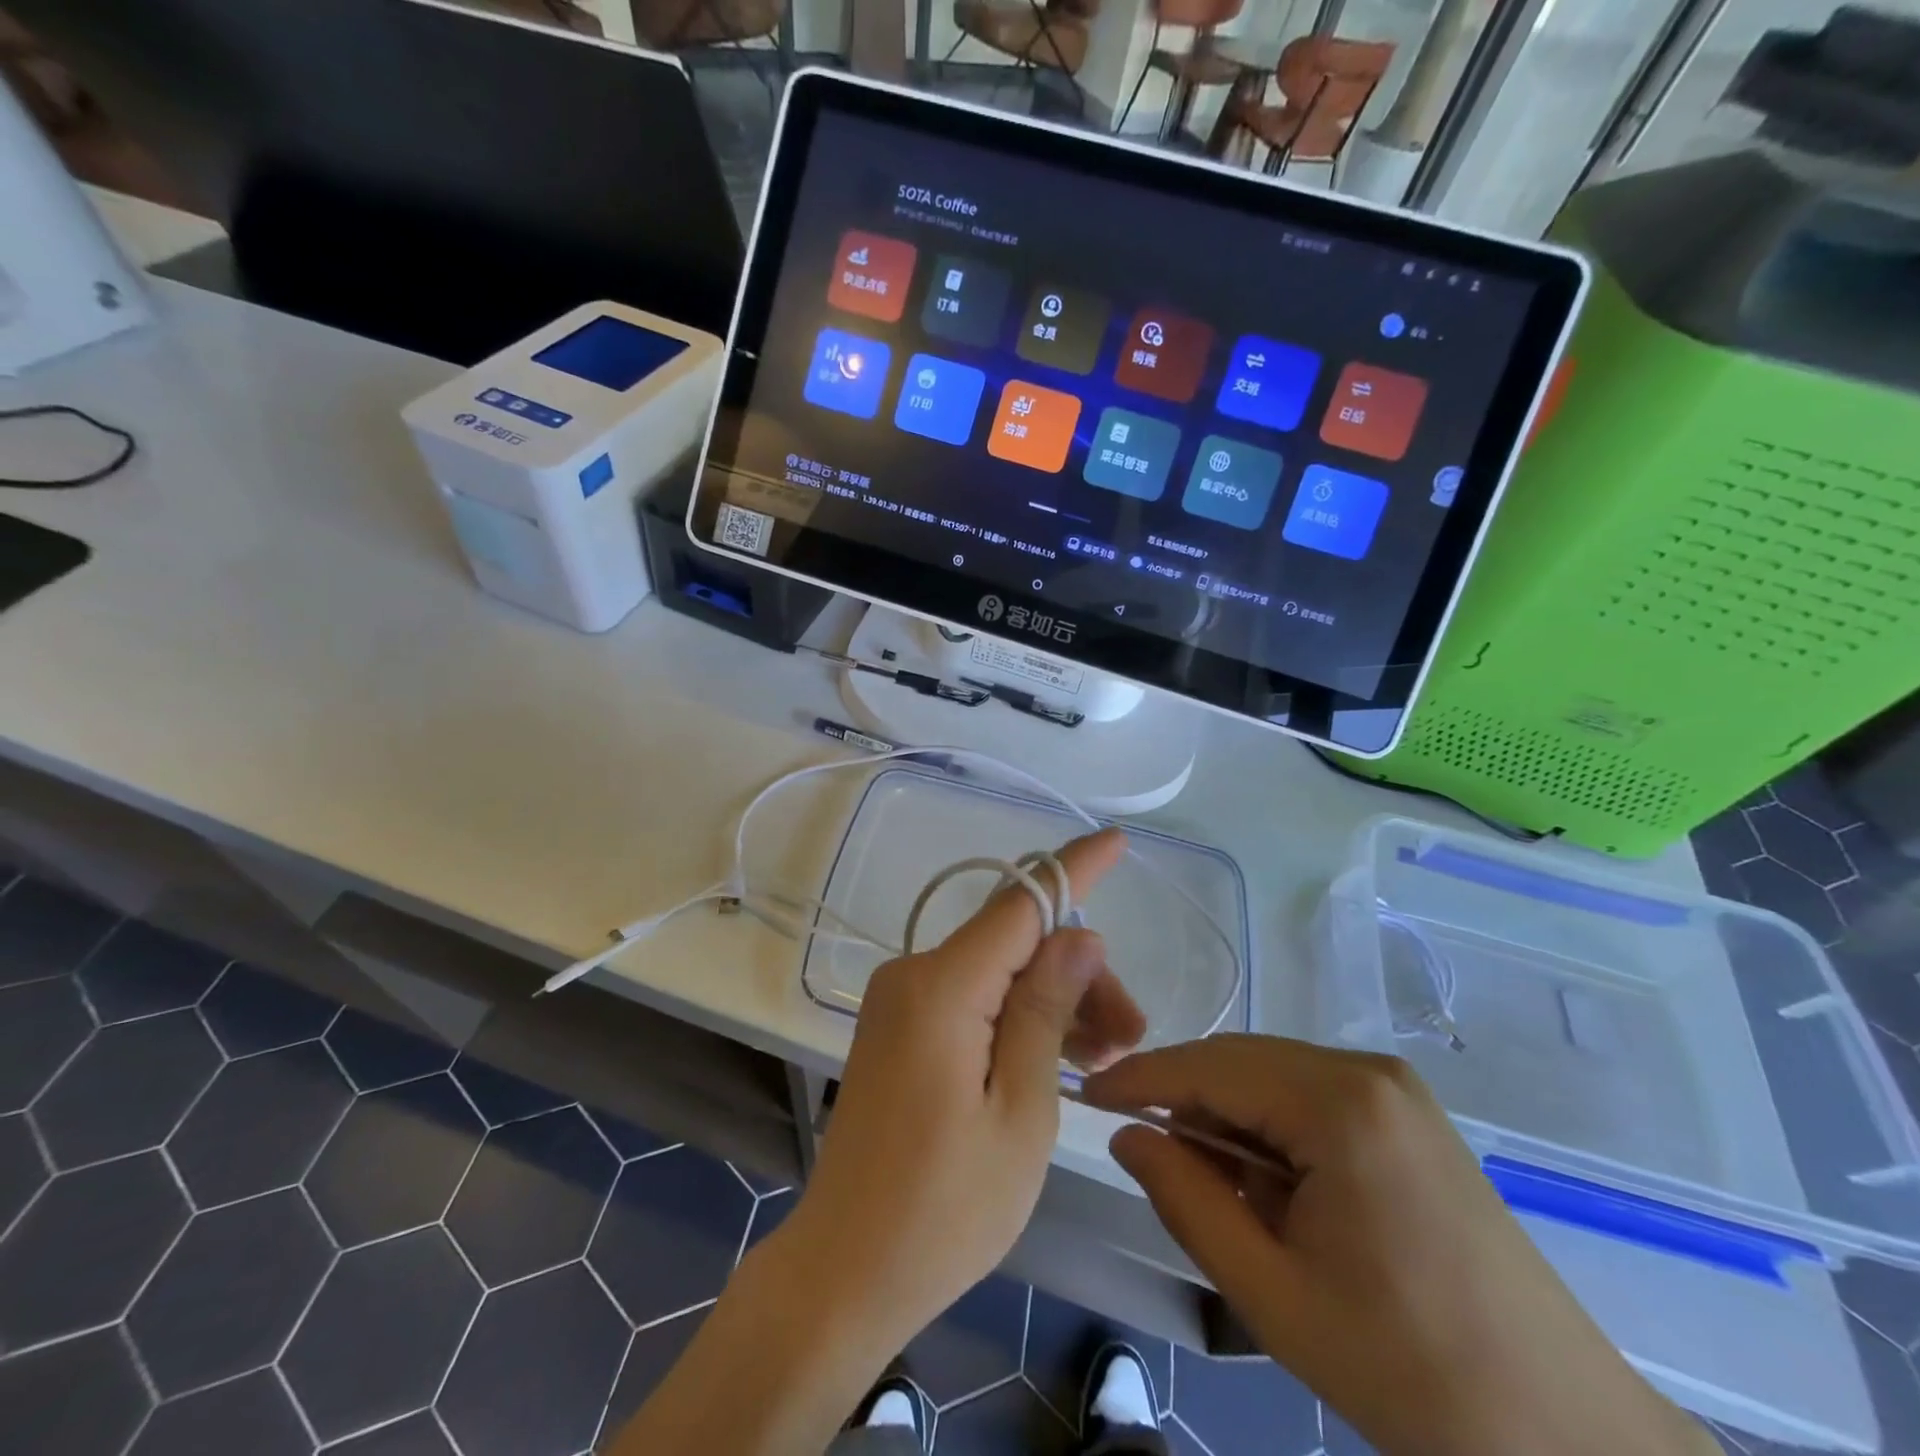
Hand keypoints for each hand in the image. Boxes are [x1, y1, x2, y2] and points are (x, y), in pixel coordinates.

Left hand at [613, 828, 1145, 1454]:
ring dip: (1054, 1000)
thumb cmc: (945, 1207)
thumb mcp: (1019, 1111)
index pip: (1019, 904)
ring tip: (1107, 1056)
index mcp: (940, 988)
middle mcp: (914, 975)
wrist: (847, 1269)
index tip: (1117, 840)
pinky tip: (1061, 1055)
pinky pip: (973, 997)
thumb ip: (1045, 1011)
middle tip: (1130, 1036)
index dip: (1073, 870)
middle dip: (1079, 975)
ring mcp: (902, 1000)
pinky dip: (1019, 1016)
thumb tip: (1078, 934)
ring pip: (998, 971)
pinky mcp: (902, 1027)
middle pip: (1015, 943)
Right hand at [1083, 1036, 1717, 1455]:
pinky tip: (1273, 1187)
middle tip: (1148, 1156)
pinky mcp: (1407, 1112)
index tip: (1085, 1097)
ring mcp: (1394, 1087)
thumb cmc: (1409, 1371)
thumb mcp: (1271, 1293)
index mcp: (1338, 1103)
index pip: (1209, 1066)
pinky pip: (1309, 1095)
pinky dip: (1272, 1128)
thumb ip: (1185, 1199)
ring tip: (1219, 1191)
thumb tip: (1128, 1134)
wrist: (1569, 1438)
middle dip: (1186, 1102)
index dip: (1140, 1078)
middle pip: (1240, 1062)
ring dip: (1230, 1120)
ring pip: (1272, 1077)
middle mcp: (1367, 1070)